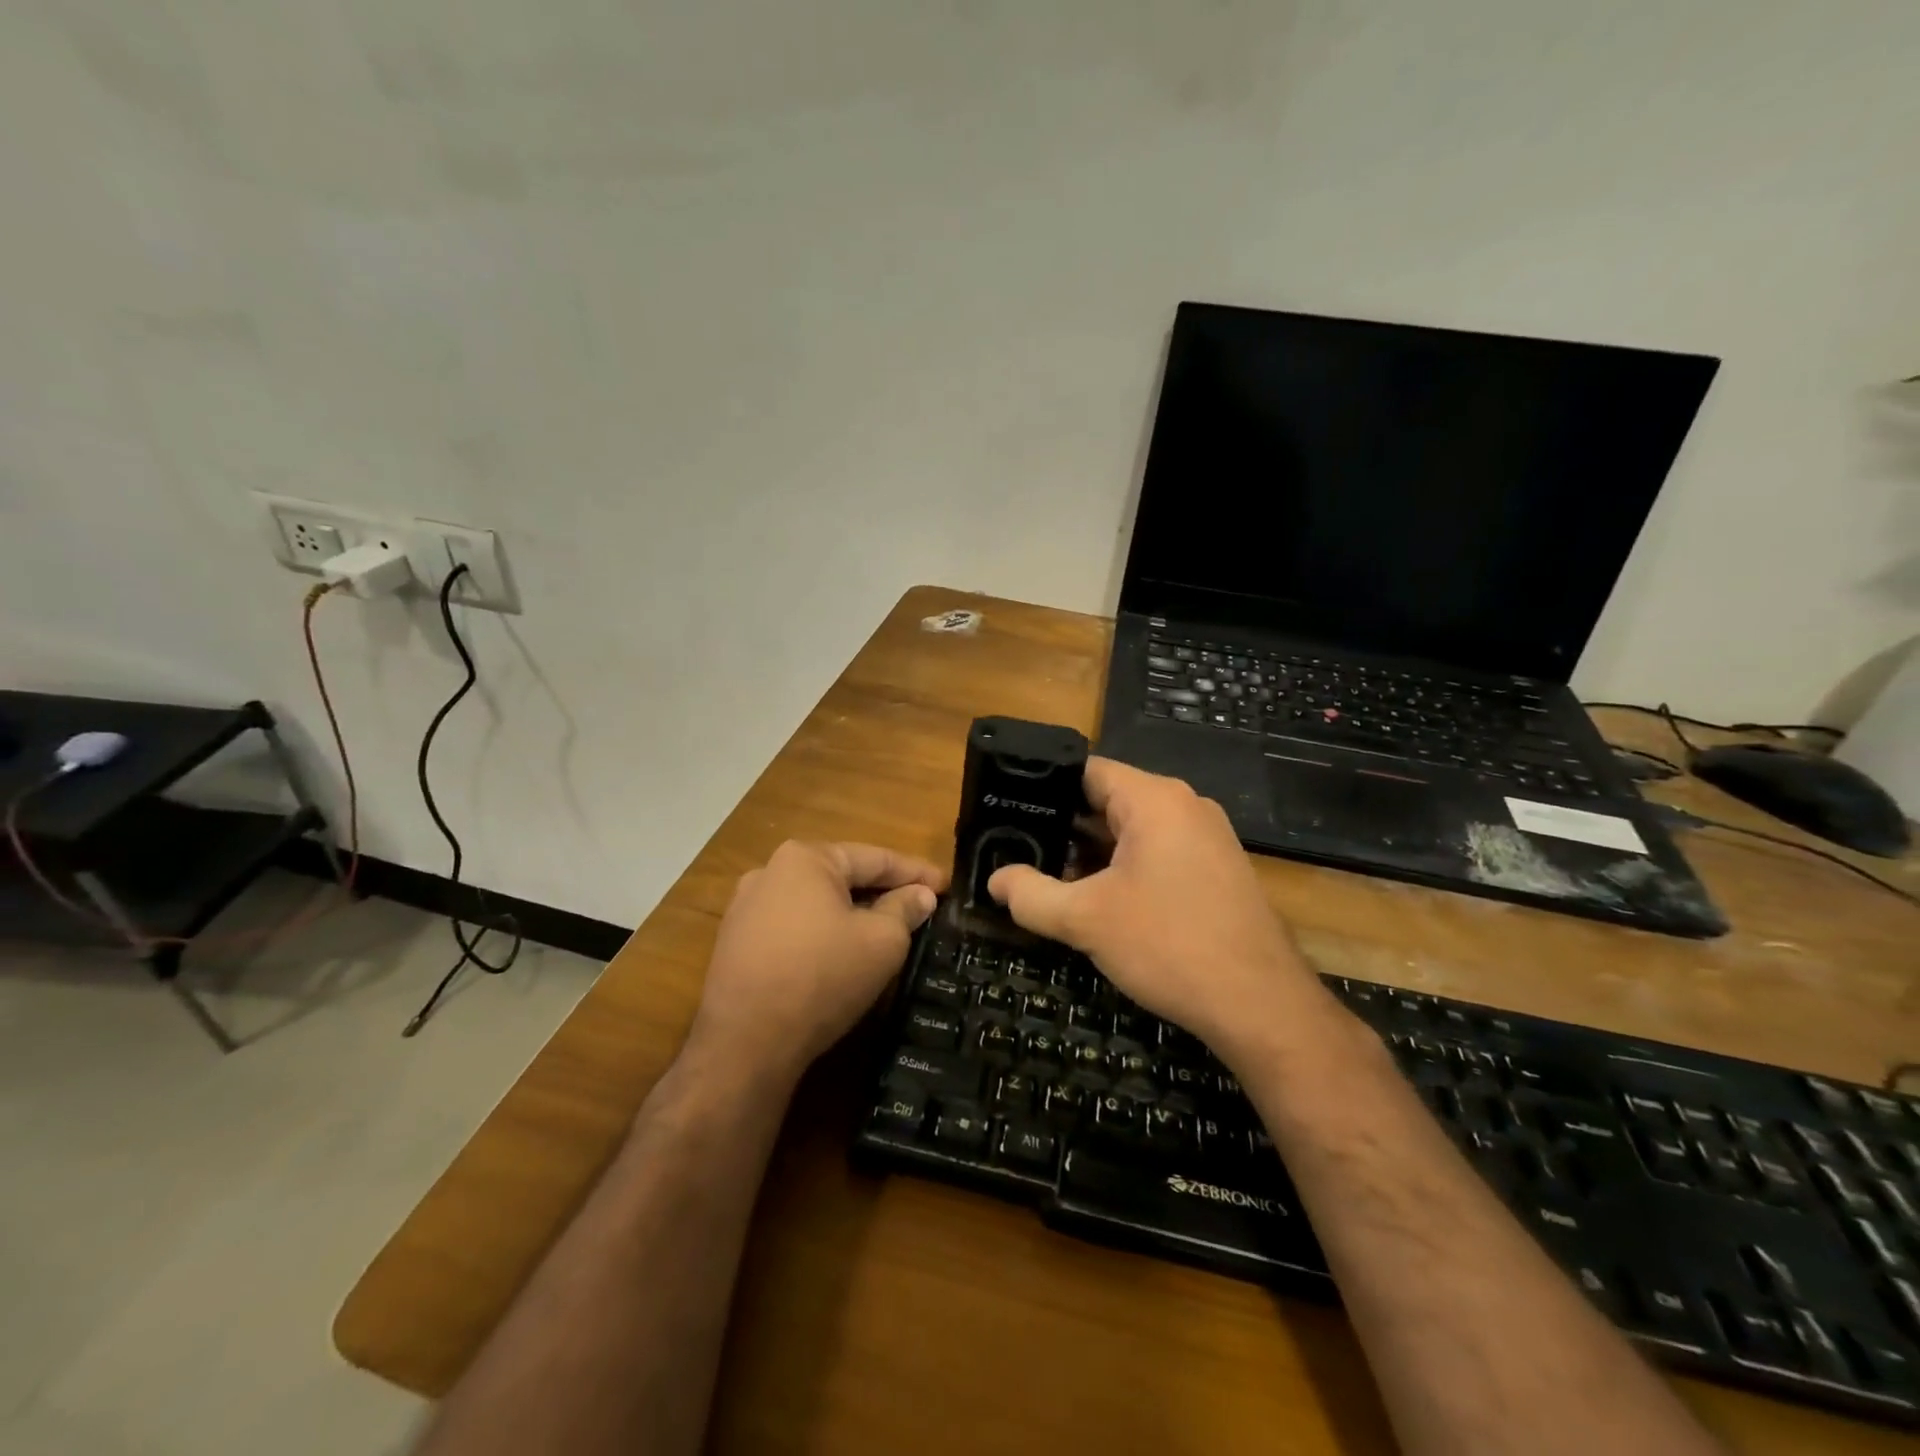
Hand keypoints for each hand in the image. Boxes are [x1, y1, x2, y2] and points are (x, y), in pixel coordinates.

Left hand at [691, 840, 944, 1081]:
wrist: (745, 1043)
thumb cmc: (822, 976)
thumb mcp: (882, 942)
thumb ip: (905, 910)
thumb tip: (921, 895)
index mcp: (805, 858)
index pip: (874, 858)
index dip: (916, 872)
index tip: (947, 885)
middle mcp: (769, 872)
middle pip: (842, 877)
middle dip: (883, 891)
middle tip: (921, 906)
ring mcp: (746, 909)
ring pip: (817, 904)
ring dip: (853, 914)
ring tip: (887, 930)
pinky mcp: (736, 944)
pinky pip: (794, 928)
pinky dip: (824, 934)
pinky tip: (842, 954)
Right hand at [987, 758, 1321, 1055]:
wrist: (1261, 1005)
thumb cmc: (1169, 945)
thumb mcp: (1086, 920)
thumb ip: (1031, 895)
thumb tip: (995, 881)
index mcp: (1155, 799)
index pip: (1087, 771)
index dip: (1044, 787)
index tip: (1009, 809)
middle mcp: (1185, 806)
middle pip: (1109, 799)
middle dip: (1064, 825)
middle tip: (1019, 848)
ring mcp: (1206, 838)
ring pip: (1133, 830)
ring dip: (1092, 851)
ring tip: (1048, 875)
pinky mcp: (1216, 869)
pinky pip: (1158, 852)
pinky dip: (1124, 867)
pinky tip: (1097, 899)